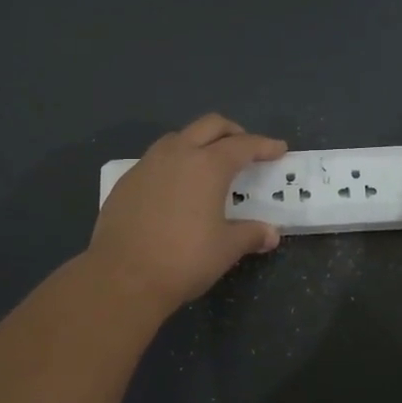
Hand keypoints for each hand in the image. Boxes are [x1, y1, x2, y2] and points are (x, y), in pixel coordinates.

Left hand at [88, 114, 286, 317]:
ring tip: (208, 164)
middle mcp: (178, 154)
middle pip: (210, 126)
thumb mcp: (226, 249)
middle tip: (245, 149)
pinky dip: (174, 163)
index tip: (279, 149)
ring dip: (199, 142)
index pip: (243, 145)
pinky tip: (176, 187)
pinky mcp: (126, 181)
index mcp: (208, 165)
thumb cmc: (183, 259)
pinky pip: (156, 159)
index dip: (264, 146)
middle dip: (233, 132)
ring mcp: (147, 164)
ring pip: (179, 137)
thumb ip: (250, 234)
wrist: (122, 276)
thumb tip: (270, 233)